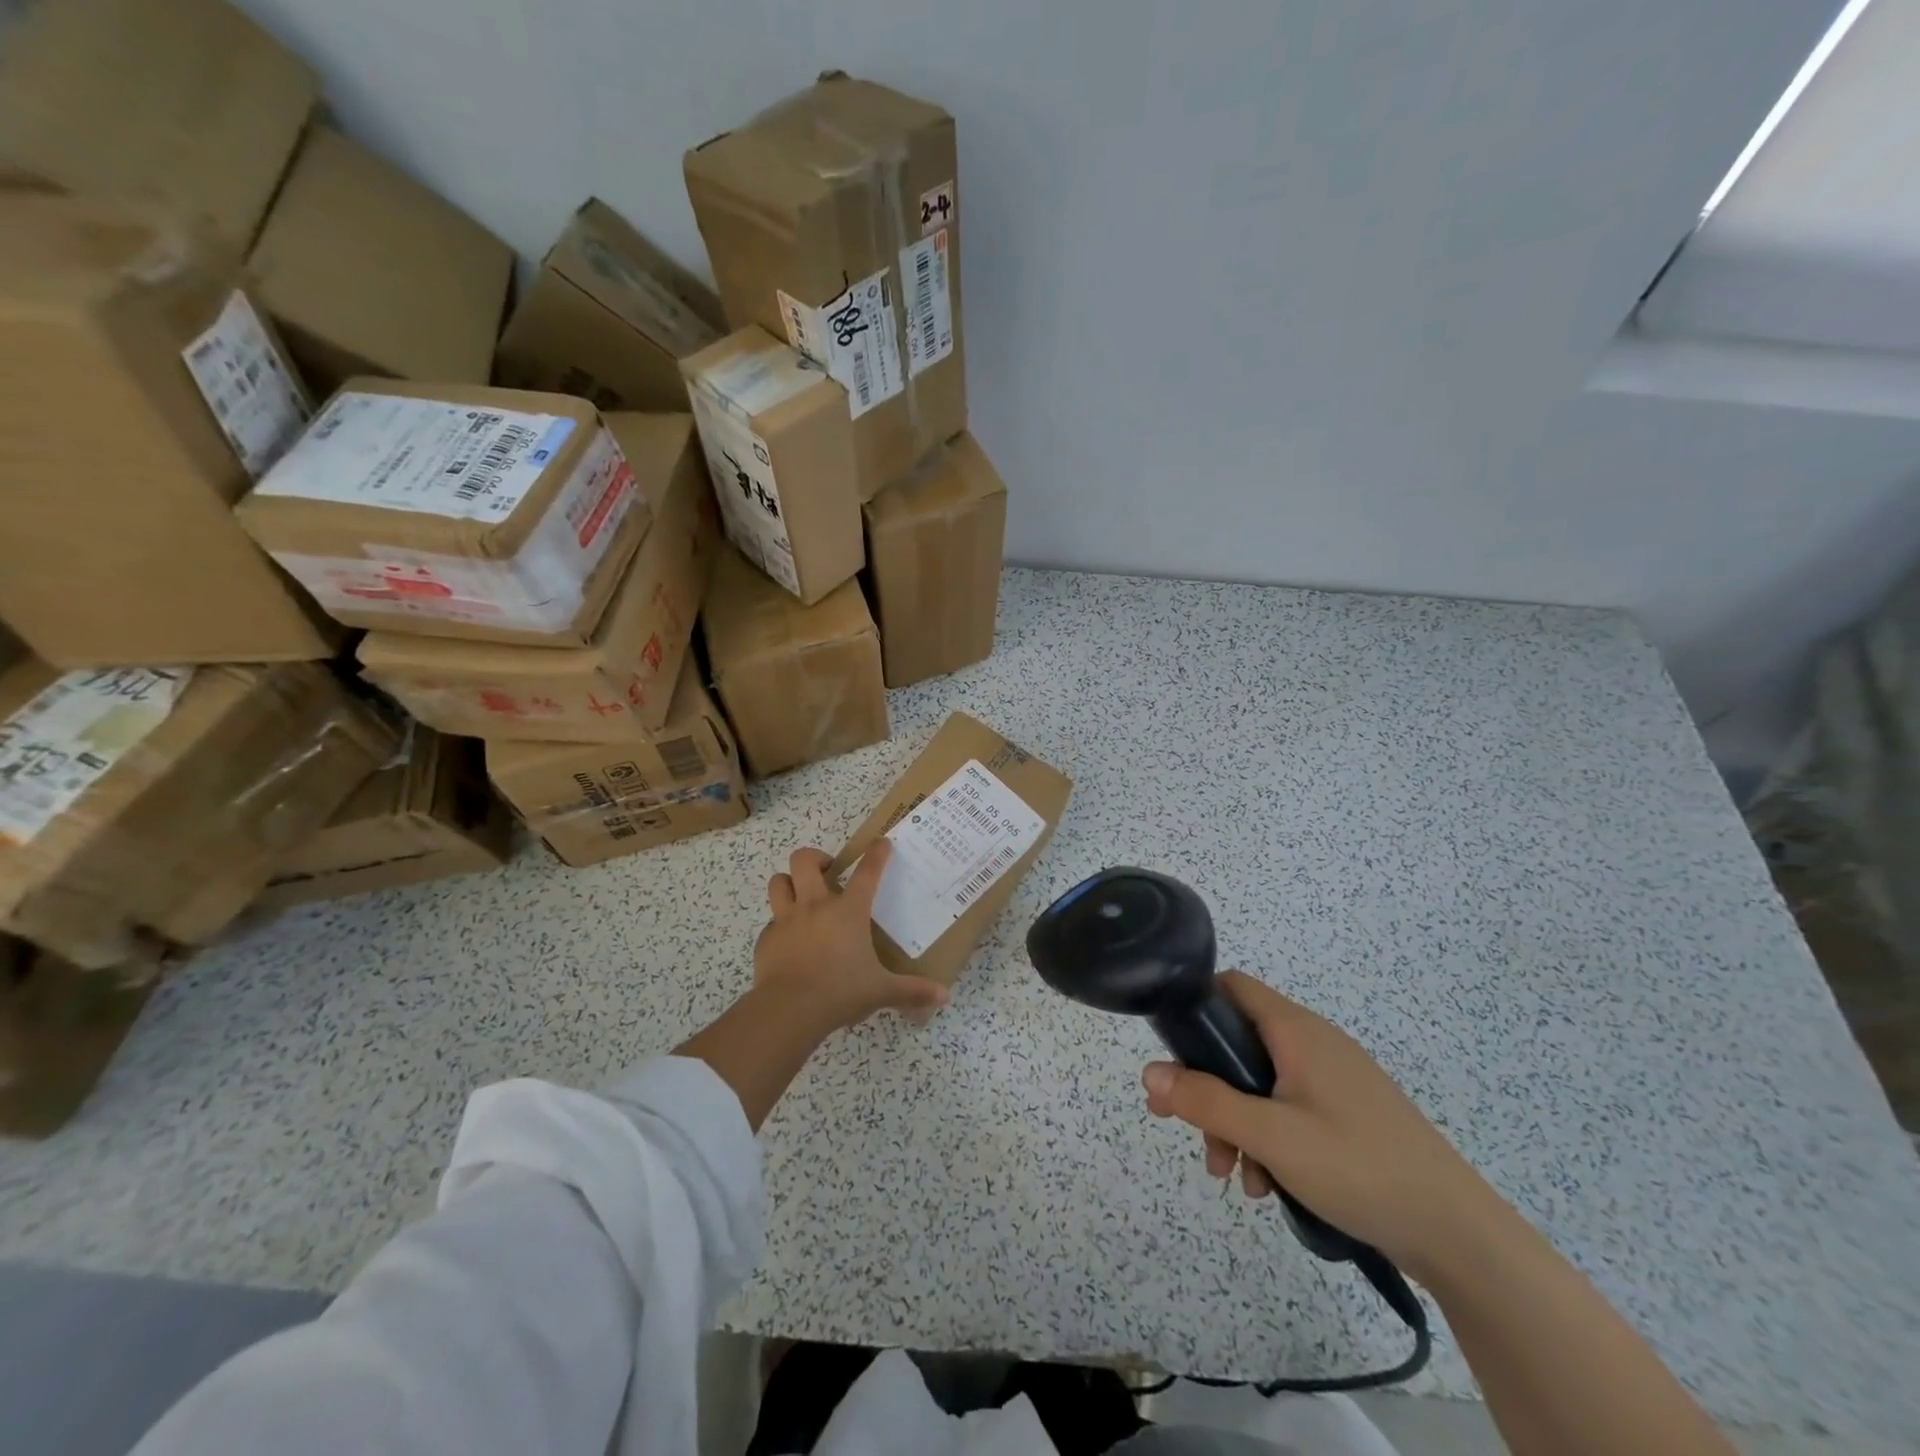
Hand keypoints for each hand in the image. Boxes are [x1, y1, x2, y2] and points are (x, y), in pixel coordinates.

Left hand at [756, 843, 947, 1030]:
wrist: (789, 1010)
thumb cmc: (841, 992)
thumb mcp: (882, 991)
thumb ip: (912, 991)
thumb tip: (944, 996)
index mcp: (848, 911)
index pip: (867, 872)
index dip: (876, 854)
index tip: (881, 843)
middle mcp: (815, 906)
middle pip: (804, 861)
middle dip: (815, 857)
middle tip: (828, 870)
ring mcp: (786, 920)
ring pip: (778, 882)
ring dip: (789, 882)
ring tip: (801, 894)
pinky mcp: (766, 939)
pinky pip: (771, 922)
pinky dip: (779, 925)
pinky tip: (789, 941)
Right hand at [1141, 971, 1500, 1282]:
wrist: (1457, 1233)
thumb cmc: (1357, 1167)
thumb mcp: (1270, 1136)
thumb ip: (1205, 1101)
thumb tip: (1149, 1072)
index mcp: (1296, 1030)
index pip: (1232, 986)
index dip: (1195, 1006)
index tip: (1172, 1050)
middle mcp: (1314, 1042)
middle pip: (1239, 1042)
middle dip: (1209, 1086)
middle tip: (1189, 1129)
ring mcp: (1334, 1078)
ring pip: (1262, 1082)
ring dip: (1237, 1121)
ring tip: (1235, 1176)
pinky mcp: (1348, 1112)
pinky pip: (1290, 1107)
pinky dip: (1269, 1136)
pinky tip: (1269, 1185)